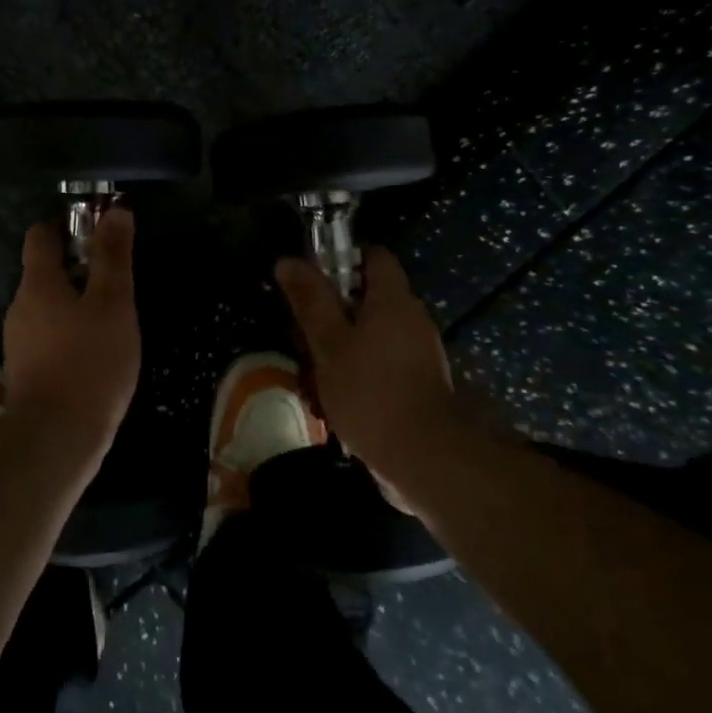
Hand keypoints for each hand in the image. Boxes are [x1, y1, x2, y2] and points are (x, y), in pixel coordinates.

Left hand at [3, 206, 140, 443]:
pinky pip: (49, 337)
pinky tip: (97, 354)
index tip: (99, 232)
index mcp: (37, 283)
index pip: (40, 235)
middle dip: (79, 268)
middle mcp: (20, 307)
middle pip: (45, 271)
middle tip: (117, 282)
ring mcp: (19, 342)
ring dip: (77, 304)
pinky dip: (71, 334)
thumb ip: (113, 257)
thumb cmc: (90, 362)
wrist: (56, 439)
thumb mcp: (113, 303)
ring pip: (49, 306)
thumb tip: (115, 211)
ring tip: (114, 321)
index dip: (68, 225)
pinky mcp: (26, 371)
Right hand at [275, 247, 456, 475]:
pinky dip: (358, 371)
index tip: (312, 277)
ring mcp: (419, 353)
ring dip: (341, 346)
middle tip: (302, 333)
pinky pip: (382, 363)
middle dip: (333, 311)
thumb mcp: (329, 343)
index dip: (342, 257)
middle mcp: (412, 318)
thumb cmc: (370, 391)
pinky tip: (334, 398)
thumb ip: (310, 301)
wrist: (423, 457)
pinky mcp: (418, 384)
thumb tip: (288, 261)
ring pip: (371, 334)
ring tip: (311, 372)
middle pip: (369, 298)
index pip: (373, 256)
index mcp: (394, 300)